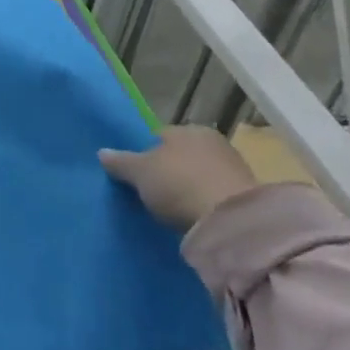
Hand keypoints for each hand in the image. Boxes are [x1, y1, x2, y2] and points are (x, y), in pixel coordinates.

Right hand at [99, 126, 257, 231]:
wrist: (231, 221)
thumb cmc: (178, 183)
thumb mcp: (139, 173)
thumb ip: (120, 162)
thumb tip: (102, 152)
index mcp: (187, 129)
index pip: (159, 137)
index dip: (145, 154)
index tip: (137, 175)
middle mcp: (212, 141)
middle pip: (181, 156)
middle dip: (168, 170)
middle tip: (152, 192)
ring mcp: (233, 168)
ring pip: (199, 175)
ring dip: (188, 188)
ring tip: (172, 209)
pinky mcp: (247, 196)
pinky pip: (214, 195)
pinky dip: (204, 203)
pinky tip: (193, 216)